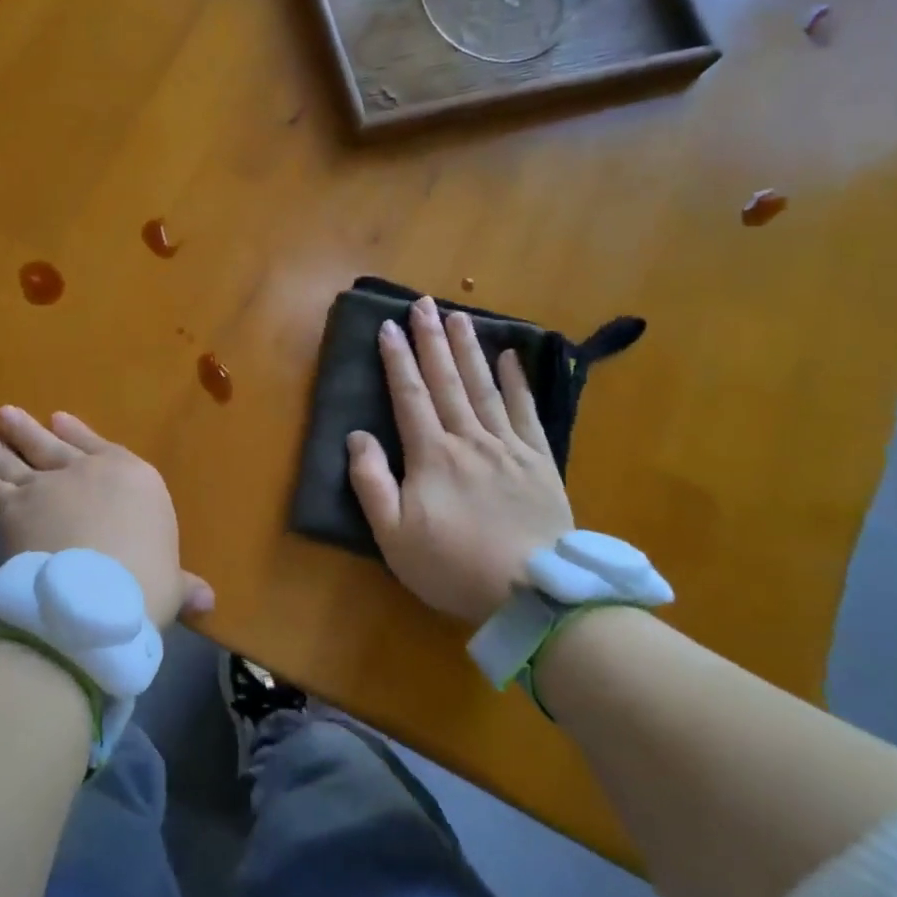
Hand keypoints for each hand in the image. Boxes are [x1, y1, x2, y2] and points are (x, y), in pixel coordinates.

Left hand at [0, 406, 213, 627]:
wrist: (94, 595)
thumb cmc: (146, 584)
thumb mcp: (172, 585)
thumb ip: (182, 585)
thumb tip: (207, 602)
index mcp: (133, 477)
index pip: (103, 447)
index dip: (79, 435)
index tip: (59, 421)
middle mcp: (88, 471)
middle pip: (53, 446)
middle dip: (30, 431)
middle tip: (9, 415)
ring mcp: (48, 486)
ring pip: (20, 462)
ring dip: (3, 450)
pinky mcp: (15, 509)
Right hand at [347, 296, 574, 623]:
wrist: (534, 593)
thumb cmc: (453, 566)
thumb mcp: (393, 535)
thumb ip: (371, 482)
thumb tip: (357, 436)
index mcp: (431, 455)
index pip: (409, 395)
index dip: (397, 360)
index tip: (388, 326)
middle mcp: (468, 439)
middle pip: (446, 380)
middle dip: (431, 339)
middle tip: (422, 303)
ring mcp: (507, 446)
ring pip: (483, 387)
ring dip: (468, 349)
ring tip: (458, 316)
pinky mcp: (539, 461)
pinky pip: (526, 412)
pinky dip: (517, 382)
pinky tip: (510, 357)